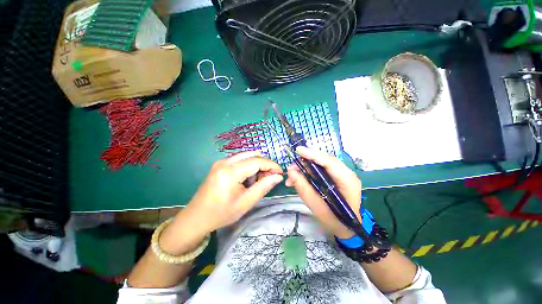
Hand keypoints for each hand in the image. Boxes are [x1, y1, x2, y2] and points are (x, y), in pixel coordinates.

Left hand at [160, 151, 282, 254]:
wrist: (196, 217)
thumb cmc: (221, 213)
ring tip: (257, 181)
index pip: (257, 161)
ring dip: (256, 165)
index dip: (271, 165)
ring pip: (246, 156)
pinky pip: (240, 160)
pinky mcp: (220, 164)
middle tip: (269, 178)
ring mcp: (221, 161)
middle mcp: (225, 162)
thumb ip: (263, 187)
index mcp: (230, 172)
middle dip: (264, 164)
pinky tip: (248, 179)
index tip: (280, 172)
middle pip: (252, 155)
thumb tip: (278, 177)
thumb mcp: (245, 203)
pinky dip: (248, 166)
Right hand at [285, 146, 361, 238]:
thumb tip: (291, 172)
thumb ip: (303, 188)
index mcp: (347, 180)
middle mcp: (346, 173)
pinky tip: (298, 179)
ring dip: (304, 168)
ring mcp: (341, 174)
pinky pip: (320, 169)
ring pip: (320, 164)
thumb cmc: (336, 220)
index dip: (313, 154)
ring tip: (292, 177)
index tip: (298, 150)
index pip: (329, 161)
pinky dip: (308, 172)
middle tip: (291, 169)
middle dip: (305, 162)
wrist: (348, 229)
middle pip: (323, 160)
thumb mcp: (317, 207)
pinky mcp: (336, 176)